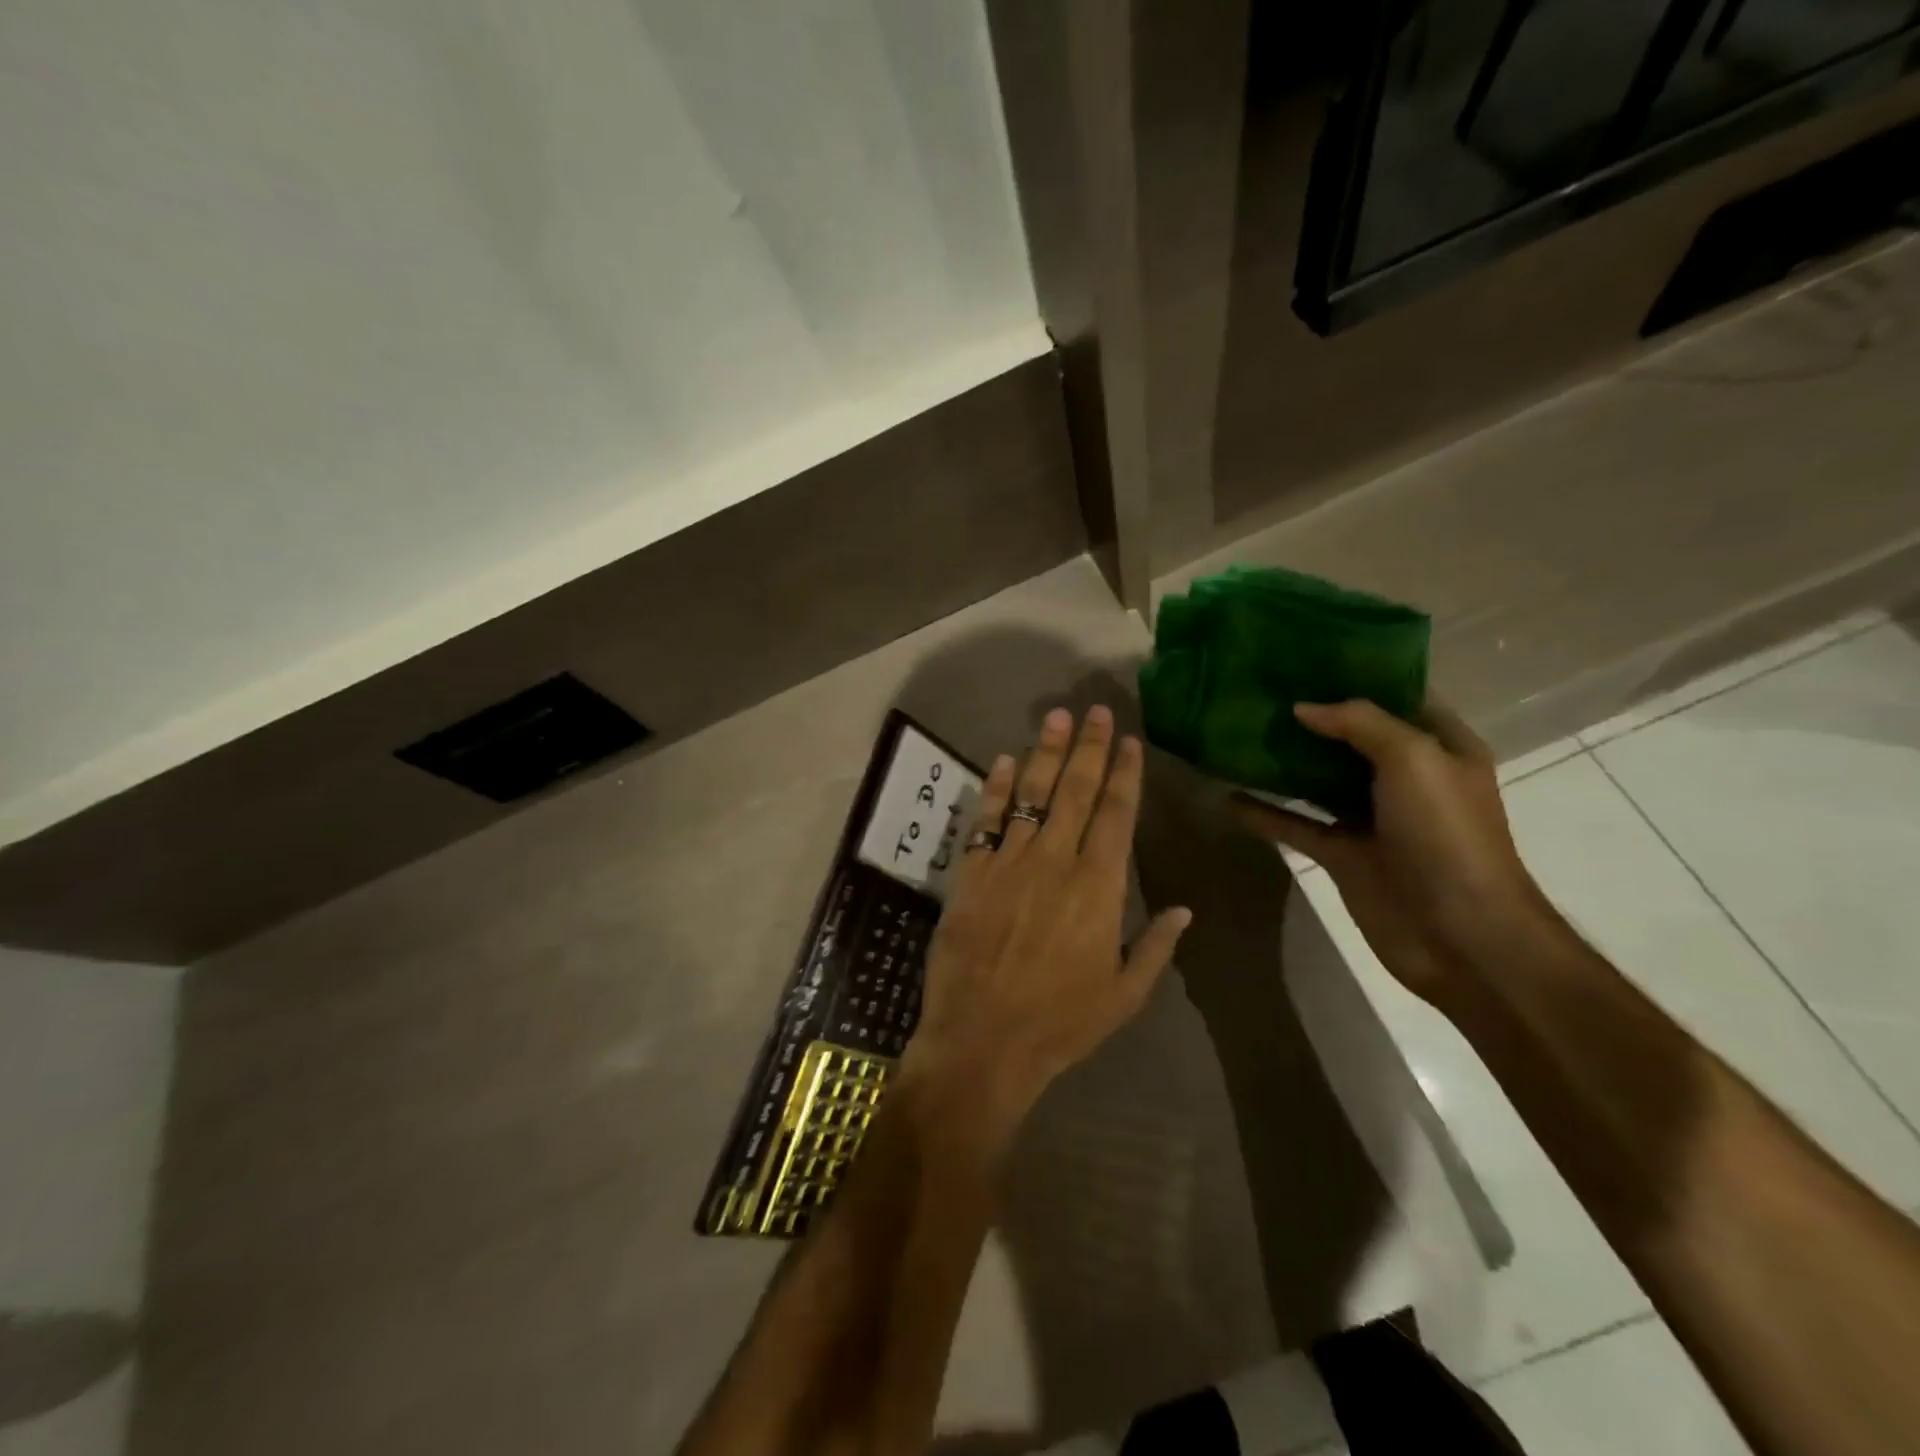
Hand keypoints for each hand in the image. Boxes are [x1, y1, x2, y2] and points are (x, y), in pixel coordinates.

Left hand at [903, 706, 1191, 1136]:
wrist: (983, 1040)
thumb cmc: (1061, 1023)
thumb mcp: (1124, 995)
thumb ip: (1157, 947)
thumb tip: (1185, 908)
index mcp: (1099, 888)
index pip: (1117, 815)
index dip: (1125, 774)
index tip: (1130, 740)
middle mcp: (1056, 862)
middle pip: (1076, 792)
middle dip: (1089, 748)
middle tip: (1095, 710)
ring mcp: (1009, 863)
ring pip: (1031, 795)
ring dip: (1045, 753)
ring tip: (1056, 718)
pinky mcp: (971, 873)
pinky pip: (985, 820)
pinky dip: (994, 789)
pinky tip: (1002, 761)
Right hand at [1231, 699, 1555, 1006]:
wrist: (1460, 934)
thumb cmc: (1447, 834)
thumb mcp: (1414, 759)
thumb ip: (1360, 722)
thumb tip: (1303, 707)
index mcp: (1440, 747)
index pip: (1399, 695)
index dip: (1357, 672)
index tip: (1305, 654)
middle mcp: (1406, 777)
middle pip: (1350, 735)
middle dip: (1309, 713)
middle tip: (1257, 688)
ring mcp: (1371, 817)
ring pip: (1317, 778)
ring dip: (1282, 760)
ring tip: (1235, 732)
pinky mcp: (1342, 853)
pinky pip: (1296, 823)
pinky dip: (1264, 812)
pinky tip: (1227, 796)